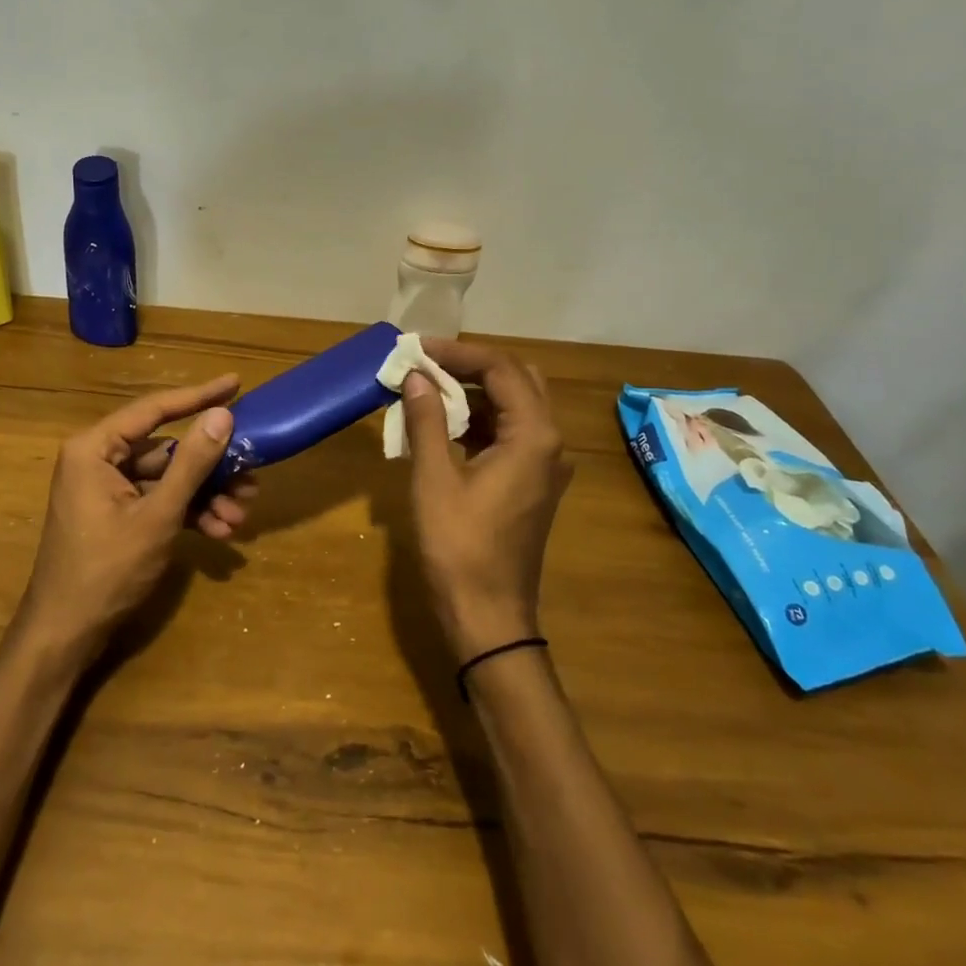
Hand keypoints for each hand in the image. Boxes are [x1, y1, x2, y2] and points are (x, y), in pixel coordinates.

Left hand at [18, 375, 256, 659]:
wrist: (65, 636)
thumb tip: (223, 415)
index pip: (154, 409)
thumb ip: (191, 463)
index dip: (199, 396)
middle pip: (166, 449)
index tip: (236, 383)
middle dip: (211, 469)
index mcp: (95, 448)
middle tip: (251, 477)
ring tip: (240, 517)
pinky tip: (219, 531)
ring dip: (205, 496)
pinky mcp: (116, 513)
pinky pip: (159, 500)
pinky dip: (188, 512)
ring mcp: (107, 488)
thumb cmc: (106, 570)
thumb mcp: (157, 516)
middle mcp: (99, 459)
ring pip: (168, 478)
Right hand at [400, 342, 571, 658]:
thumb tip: (416, 376)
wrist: (488, 617)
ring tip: (427, 387)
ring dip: (475, 391)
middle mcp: (550, 443)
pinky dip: (480, 418)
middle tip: (427, 363)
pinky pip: (510, 432)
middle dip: (471, 365)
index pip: (500, 369)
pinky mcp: (532, 482)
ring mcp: (545, 464)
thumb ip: (427, 421)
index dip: (457, 352)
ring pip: (516, 405)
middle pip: (517, 379)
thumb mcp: (434, 479)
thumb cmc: (460, 547)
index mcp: (534, 436)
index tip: (417, 348)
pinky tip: (443, 424)